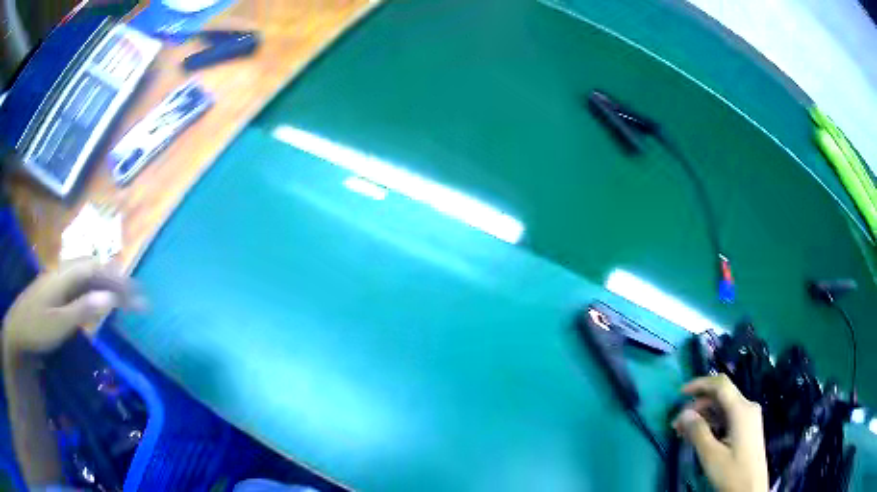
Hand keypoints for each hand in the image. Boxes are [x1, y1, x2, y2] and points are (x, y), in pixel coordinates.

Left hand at [2, 259, 142, 356]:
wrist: (18, 328)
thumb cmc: (36, 327)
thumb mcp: (59, 323)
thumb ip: (83, 309)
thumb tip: (110, 299)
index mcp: (65, 275)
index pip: (96, 268)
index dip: (118, 279)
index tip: (138, 295)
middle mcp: (64, 271)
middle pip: (94, 268)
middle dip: (117, 281)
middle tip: (137, 300)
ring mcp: (60, 280)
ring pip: (88, 276)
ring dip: (107, 285)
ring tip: (124, 301)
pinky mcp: (57, 290)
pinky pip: (81, 286)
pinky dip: (95, 291)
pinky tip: (99, 302)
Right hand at [672, 375, 768, 491]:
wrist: (751, 489)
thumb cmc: (732, 472)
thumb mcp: (712, 455)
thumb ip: (698, 432)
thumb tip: (684, 413)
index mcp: (741, 410)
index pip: (721, 385)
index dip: (700, 384)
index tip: (680, 393)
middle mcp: (748, 408)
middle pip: (721, 397)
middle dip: (698, 406)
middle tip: (677, 424)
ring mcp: (749, 418)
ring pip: (724, 408)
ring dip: (704, 417)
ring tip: (684, 433)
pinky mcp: (748, 429)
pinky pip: (728, 418)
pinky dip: (713, 424)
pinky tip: (700, 437)